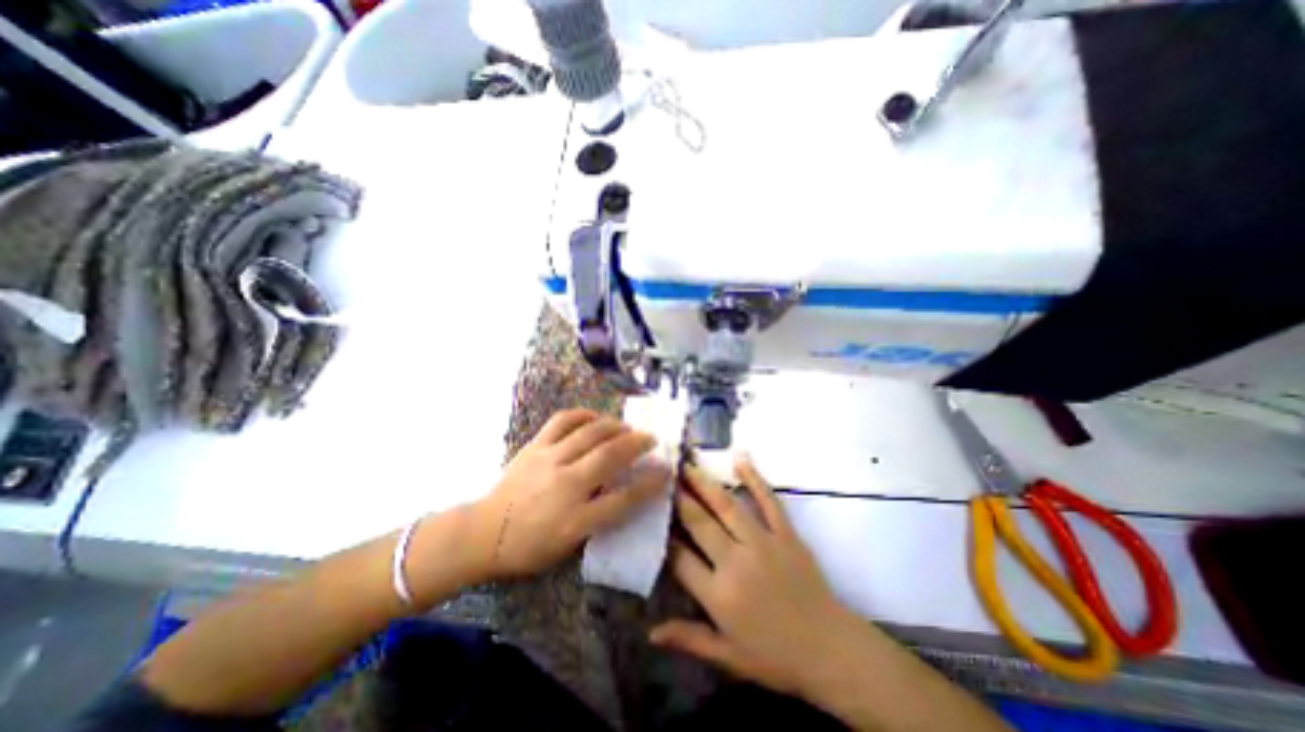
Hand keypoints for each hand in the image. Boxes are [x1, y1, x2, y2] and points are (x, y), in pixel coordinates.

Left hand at [468, 410, 666, 583]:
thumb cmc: (530, 547)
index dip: (649, 485)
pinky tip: (595, 418)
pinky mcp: (535, 446)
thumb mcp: (569, 546)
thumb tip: (626, 491)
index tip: (666, 471)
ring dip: (615, 426)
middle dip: (638, 444)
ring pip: (590, 433)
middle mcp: (564, 486)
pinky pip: (563, 421)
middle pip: (610, 456)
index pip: (622, 499)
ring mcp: (548, 461)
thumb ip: (600, 518)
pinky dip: (584, 415)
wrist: (483, 533)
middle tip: (652, 439)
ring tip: (627, 428)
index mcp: (574, 520)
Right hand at [649, 459, 857, 694]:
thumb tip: (651, 632)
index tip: (653, 515)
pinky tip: (740, 458)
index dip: (664, 536)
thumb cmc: (775, 657)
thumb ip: (689, 639)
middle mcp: (736, 561)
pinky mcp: (786, 534)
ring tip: (687, 465)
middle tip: (664, 476)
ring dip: (705, 483)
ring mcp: (763, 542)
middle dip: (679, 498)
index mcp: (719, 594)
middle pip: (699, 522)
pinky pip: (768, 501)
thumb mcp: (728, 656)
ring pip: (727, 506)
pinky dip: (755, 478)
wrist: (831, 650)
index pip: (680, 557)